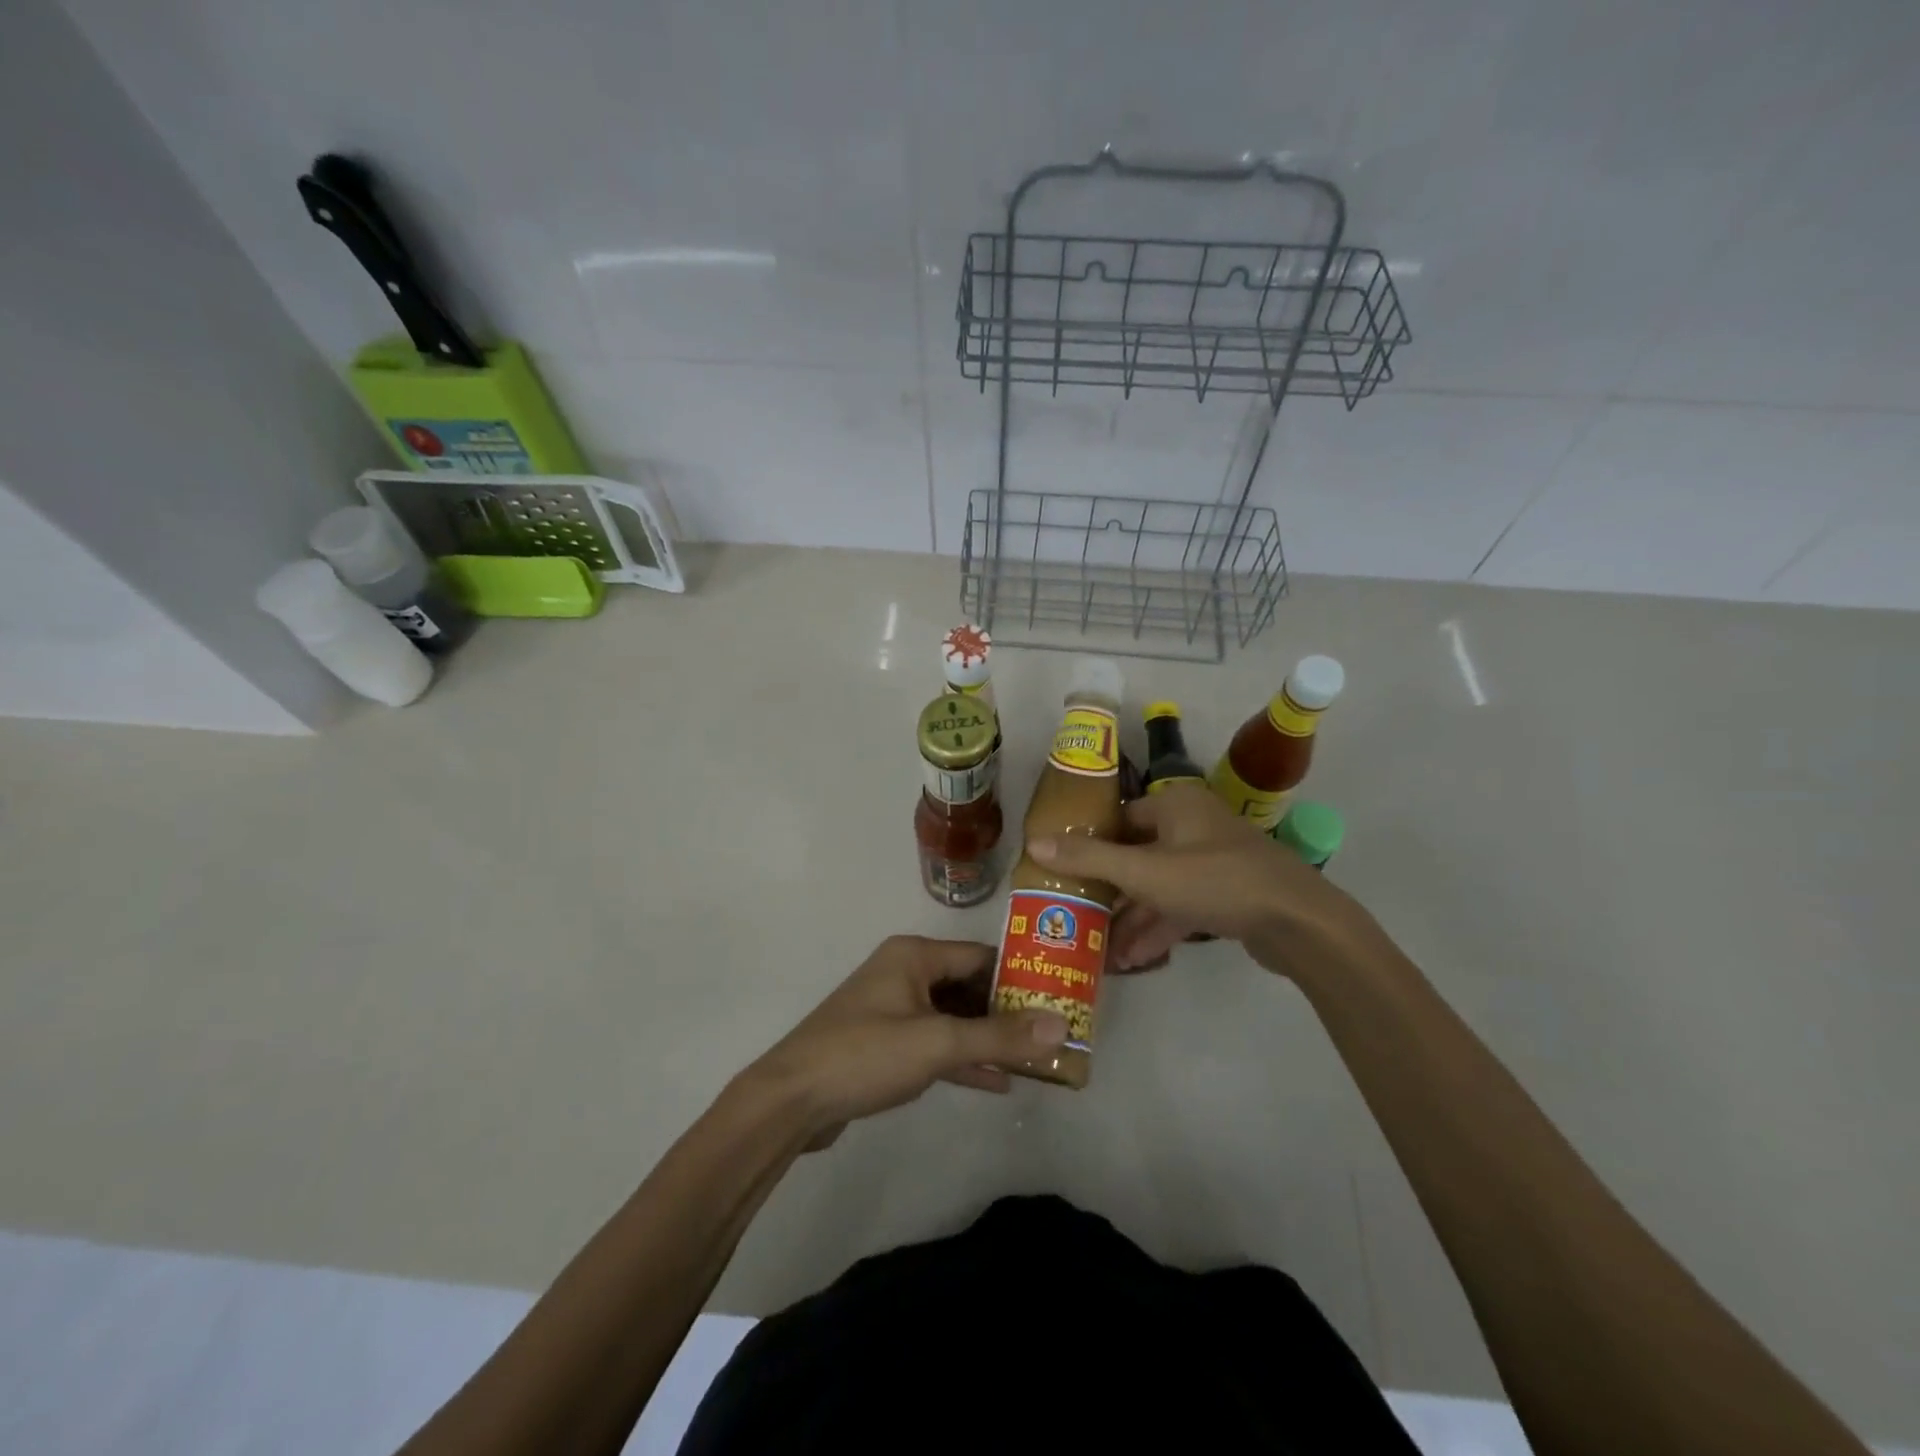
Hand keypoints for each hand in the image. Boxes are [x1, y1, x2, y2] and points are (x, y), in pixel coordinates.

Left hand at [747, 936, 1067, 1144]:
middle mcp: (905, 973)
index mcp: (914, 956)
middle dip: (1008, 1011)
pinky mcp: (886, 1044)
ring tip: (1036, 1059)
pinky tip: (998, 1082)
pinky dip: (963, 1058)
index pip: (980, 956)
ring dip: (988, 1038)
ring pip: (953, 1018)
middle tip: (1054, 1032)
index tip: (1060, 996)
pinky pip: (935, 1043)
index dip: (1020, 976)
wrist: (791, 1100)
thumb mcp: (937, 1043)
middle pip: (969, 986)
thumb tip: (1062, 1025)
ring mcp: (893, 1009)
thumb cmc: (865, 1055)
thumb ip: (999, 1036)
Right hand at [1030, 784, 1363, 973]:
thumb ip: (1089, 859)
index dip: (1089, 845)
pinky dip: (1158, 928)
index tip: (1061, 873)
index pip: (1118, 820)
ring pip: (1158, 886)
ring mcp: (1212, 861)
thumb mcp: (1145, 871)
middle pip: (1136, 855)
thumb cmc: (1216, 882)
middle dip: (1108, 892)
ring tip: (1100, 951)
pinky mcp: (1227, 893)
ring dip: (1131, 918)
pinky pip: (1181, 906)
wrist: (1299, 922)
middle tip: (1075, 916)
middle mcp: (1192, 825)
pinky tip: (1134, 961)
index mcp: (1174, 805)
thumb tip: (1033, 842)